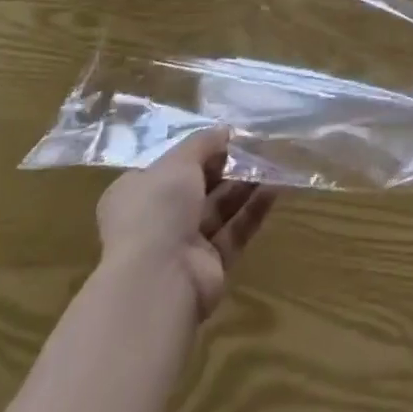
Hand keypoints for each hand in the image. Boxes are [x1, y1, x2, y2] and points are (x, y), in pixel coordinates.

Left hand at [96, 127, 275, 318]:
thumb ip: (203, 143)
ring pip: (218, 209)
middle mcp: (156, 220)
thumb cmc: (157, 209)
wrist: (158, 281)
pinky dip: (253, 210)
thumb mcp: (178, 161)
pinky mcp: (208, 267)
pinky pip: (234, 232)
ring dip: (244, 185)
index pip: (168, 167)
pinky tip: (275, 188)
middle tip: (256, 146)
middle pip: (197, 187)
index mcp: (136, 194)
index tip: (226, 137)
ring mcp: (182, 246)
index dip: (197, 150)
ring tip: (272, 162)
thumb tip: (224, 130)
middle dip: (226, 167)